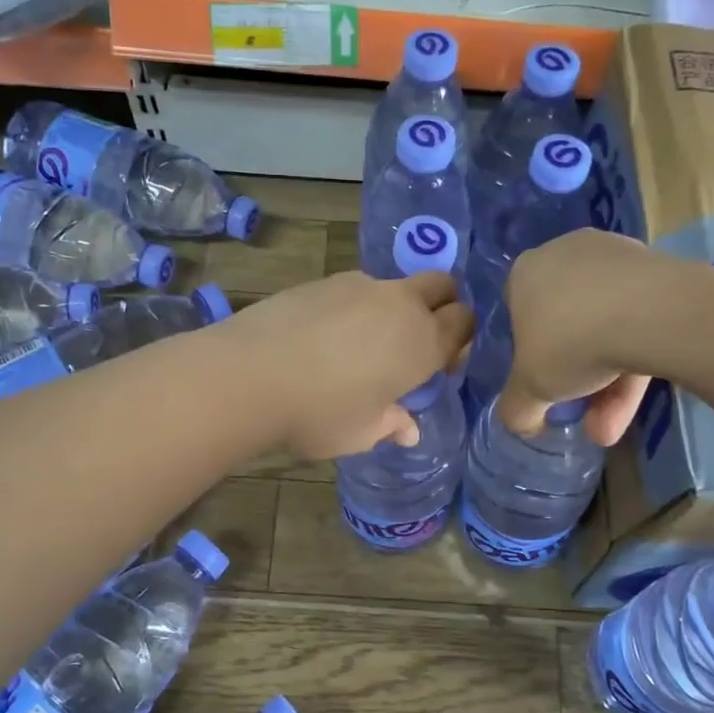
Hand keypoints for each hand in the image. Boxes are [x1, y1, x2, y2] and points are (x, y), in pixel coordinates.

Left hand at [229, 270, 474, 458]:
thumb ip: (391, 424)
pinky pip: (355, 290)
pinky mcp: (324, 280)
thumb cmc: (318, 414)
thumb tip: (409, 429)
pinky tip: (324, 337)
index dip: (458, 340)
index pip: (464, 323)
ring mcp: (361, 286)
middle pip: (441, 285)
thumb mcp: (361, 432)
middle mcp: (400, 305)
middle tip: (413, 342)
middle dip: (440, 305)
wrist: (250, 374)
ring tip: (359, 345)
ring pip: (395, 286)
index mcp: (423, 343)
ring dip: (392, 308)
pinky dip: (354, 308)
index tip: (439, 365)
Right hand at [496, 229, 657, 445]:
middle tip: (584, 412)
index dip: (529, 352)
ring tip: (612, 426)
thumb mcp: (529, 388)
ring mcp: (614, 257)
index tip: (544, 381)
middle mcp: (565, 254)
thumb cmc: (571, 341)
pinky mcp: (658, 268)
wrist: (652, 312)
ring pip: (605, 325)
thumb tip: (522, 422)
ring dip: (608, 381)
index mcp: (525, 272)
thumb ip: (517, 408)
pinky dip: (636, 357)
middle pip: (566, 322)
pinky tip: (638, 399)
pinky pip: (638, 317)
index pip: (517, 312)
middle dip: (575, 376)